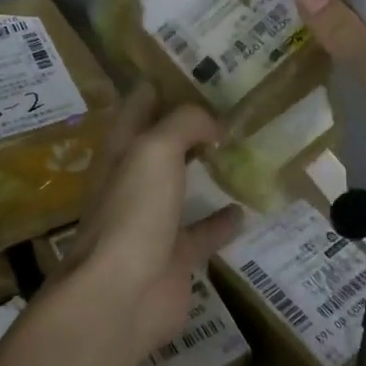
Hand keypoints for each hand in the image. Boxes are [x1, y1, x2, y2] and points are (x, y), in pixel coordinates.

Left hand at [60, 85, 240, 357]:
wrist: (122, 294)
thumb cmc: (133, 210)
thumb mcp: (155, 149)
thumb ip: (184, 123)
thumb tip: (212, 124)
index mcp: (120, 149)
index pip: (139, 104)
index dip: (163, 84)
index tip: (198, 70)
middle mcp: (132, 179)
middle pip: (161, 142)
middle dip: (188, 125)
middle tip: (230, 107)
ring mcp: (151, 219)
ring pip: (180, 185)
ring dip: (203, 170)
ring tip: (240, 150)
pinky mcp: (174, 255)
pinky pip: (201, 231)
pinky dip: (220, 221)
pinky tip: (245, 210)